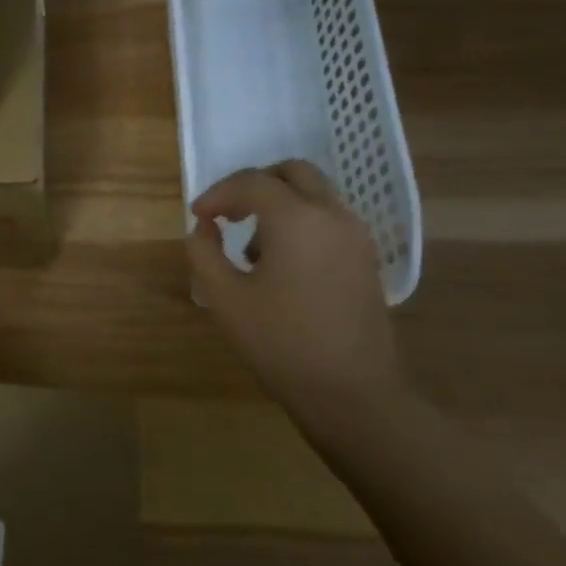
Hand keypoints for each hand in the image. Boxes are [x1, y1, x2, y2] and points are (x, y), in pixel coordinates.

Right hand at [186, 161, 400, 399]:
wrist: (352, 393)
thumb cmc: (281, 343)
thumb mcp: (224, 298)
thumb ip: (204, 252)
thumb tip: (204, 227)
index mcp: (296, 219)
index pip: (252, 182)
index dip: (218, 194)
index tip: (198, 216)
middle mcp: (332, 215)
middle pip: (293, 173)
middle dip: (254, 185)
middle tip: (228, 213)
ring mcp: (356, 236)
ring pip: (315, 194)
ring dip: (280, 203)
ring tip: (252, 246)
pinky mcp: (367, 258)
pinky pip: (330, 218)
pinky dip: (302, 221)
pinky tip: (282, 263)